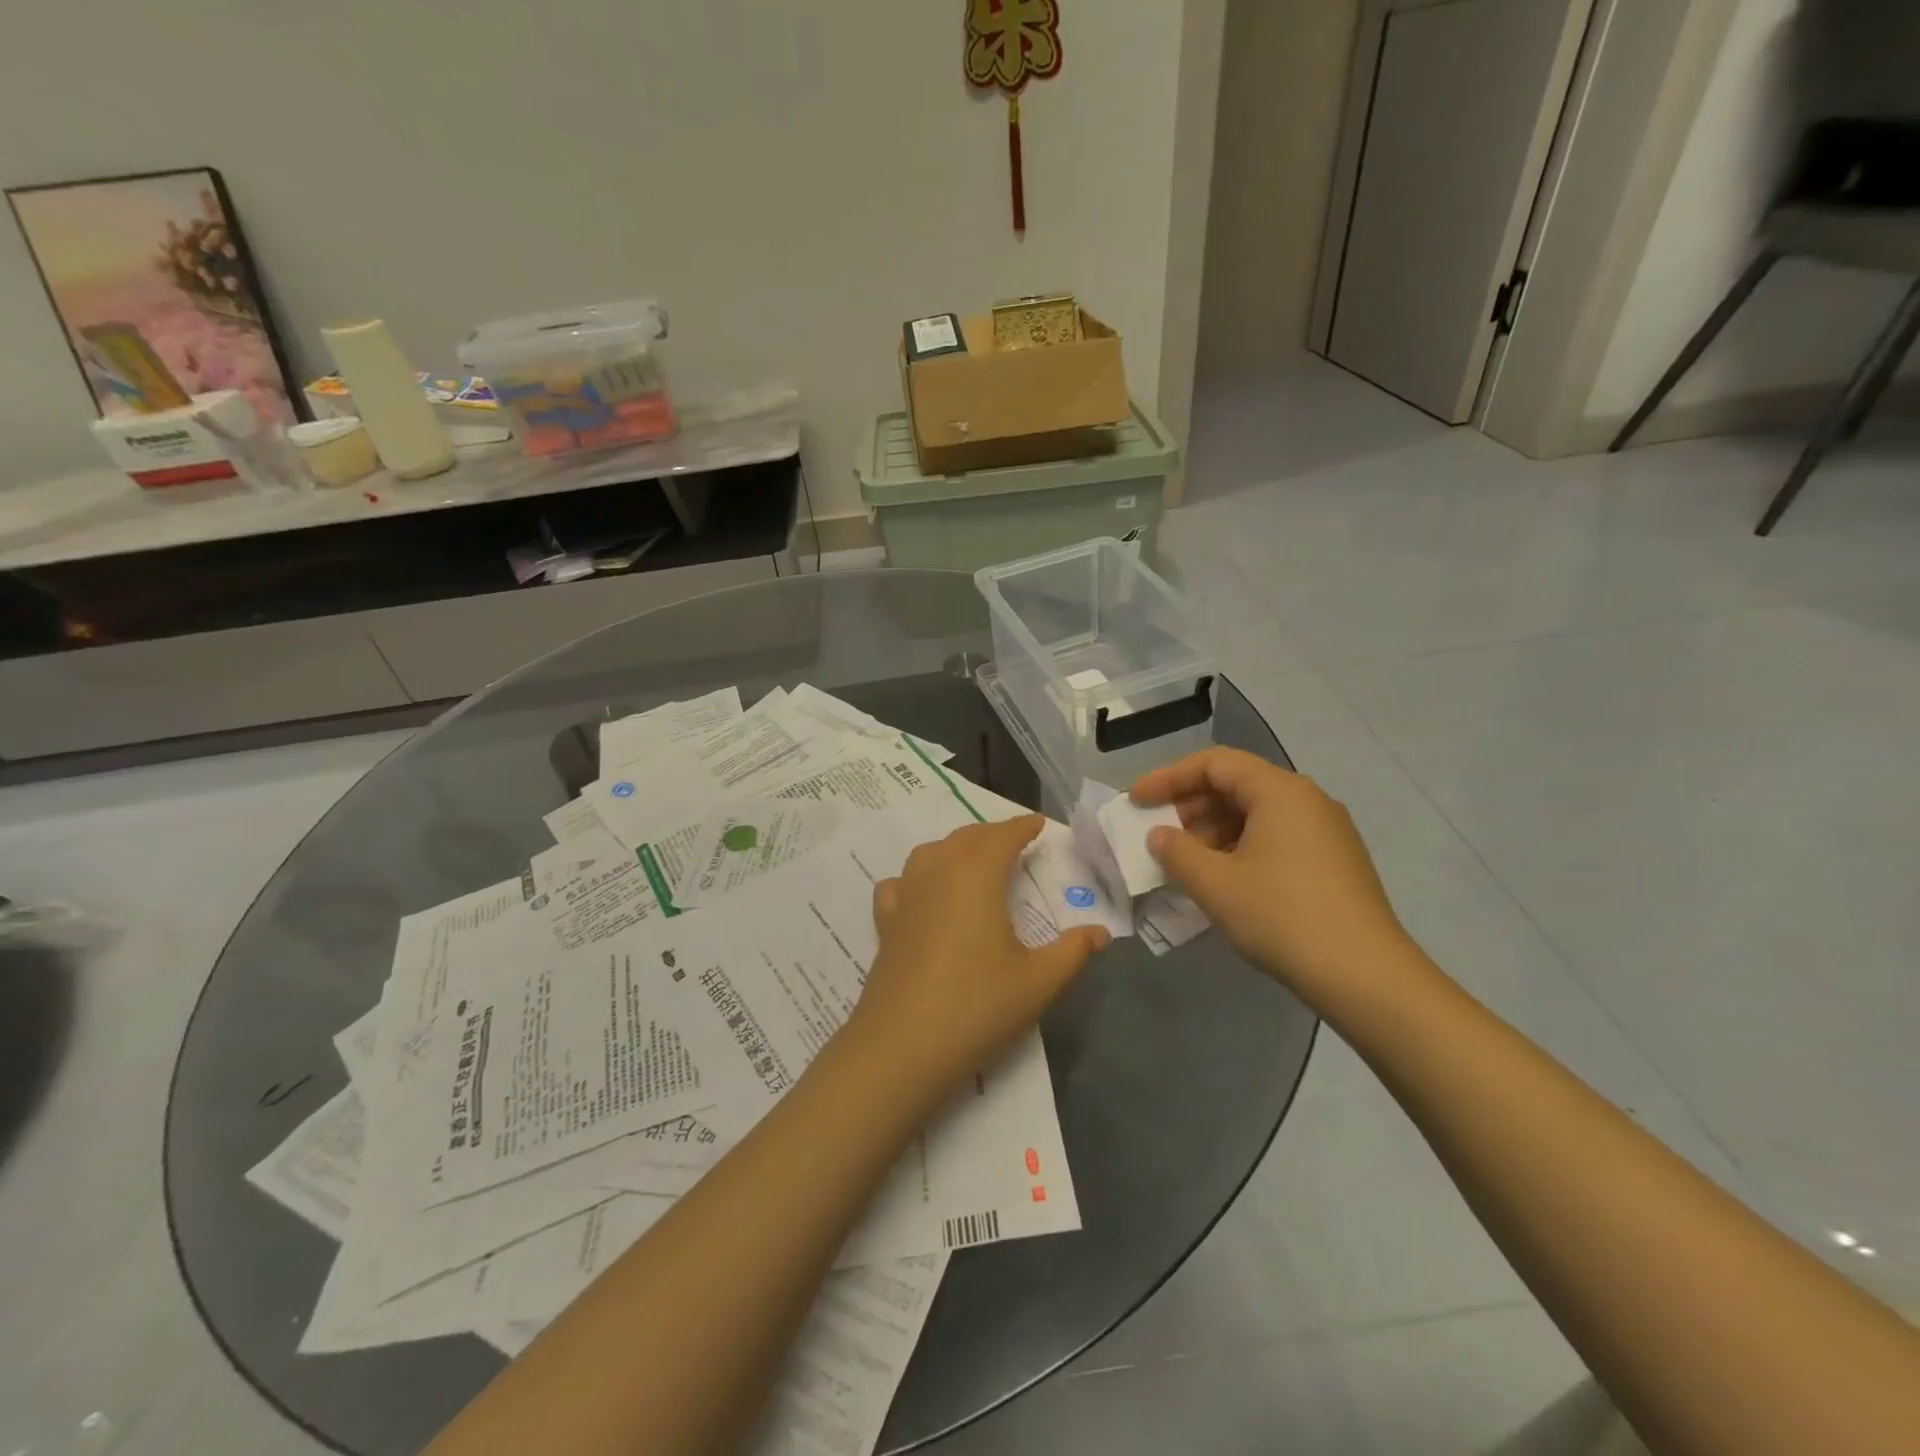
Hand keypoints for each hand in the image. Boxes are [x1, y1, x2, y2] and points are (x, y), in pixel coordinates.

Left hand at [850, 815, 1108, 1101]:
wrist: (902, 1045)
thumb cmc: (977, 1005)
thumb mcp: (1038, 981)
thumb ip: (1073, 951)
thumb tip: (1100, 932)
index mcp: (976, 875)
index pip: (1002, 836)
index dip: (1023, 826)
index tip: (1039, 824)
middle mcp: (937, 873)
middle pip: (966, 838)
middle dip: (992, 834)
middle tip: (1015, 843)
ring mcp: (905, 896)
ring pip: (930, 852)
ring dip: (955, 848)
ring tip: (973, 862)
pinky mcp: (885, 922)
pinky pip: (900, 883)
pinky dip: (916, 877)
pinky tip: (922, 895)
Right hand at [1130, 748, 1411, 999]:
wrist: (1366, 976)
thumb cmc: (1282, 917)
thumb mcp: (1215, 884)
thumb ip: (1176, 852)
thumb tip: (1159, 835)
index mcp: (1280, 791)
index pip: (1214, 763)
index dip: (1168, 777)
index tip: (1137, 801)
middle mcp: (1307, 799)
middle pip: (1237, 784)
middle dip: (1190, 805)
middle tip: (1158, 833)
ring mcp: (1326, 830)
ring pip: (1256, 812)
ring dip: (1213, 829)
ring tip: (1186, 861)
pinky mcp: (1334, 860)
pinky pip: (1276, 836)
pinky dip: (1240, 846)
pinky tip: (1223, 878)